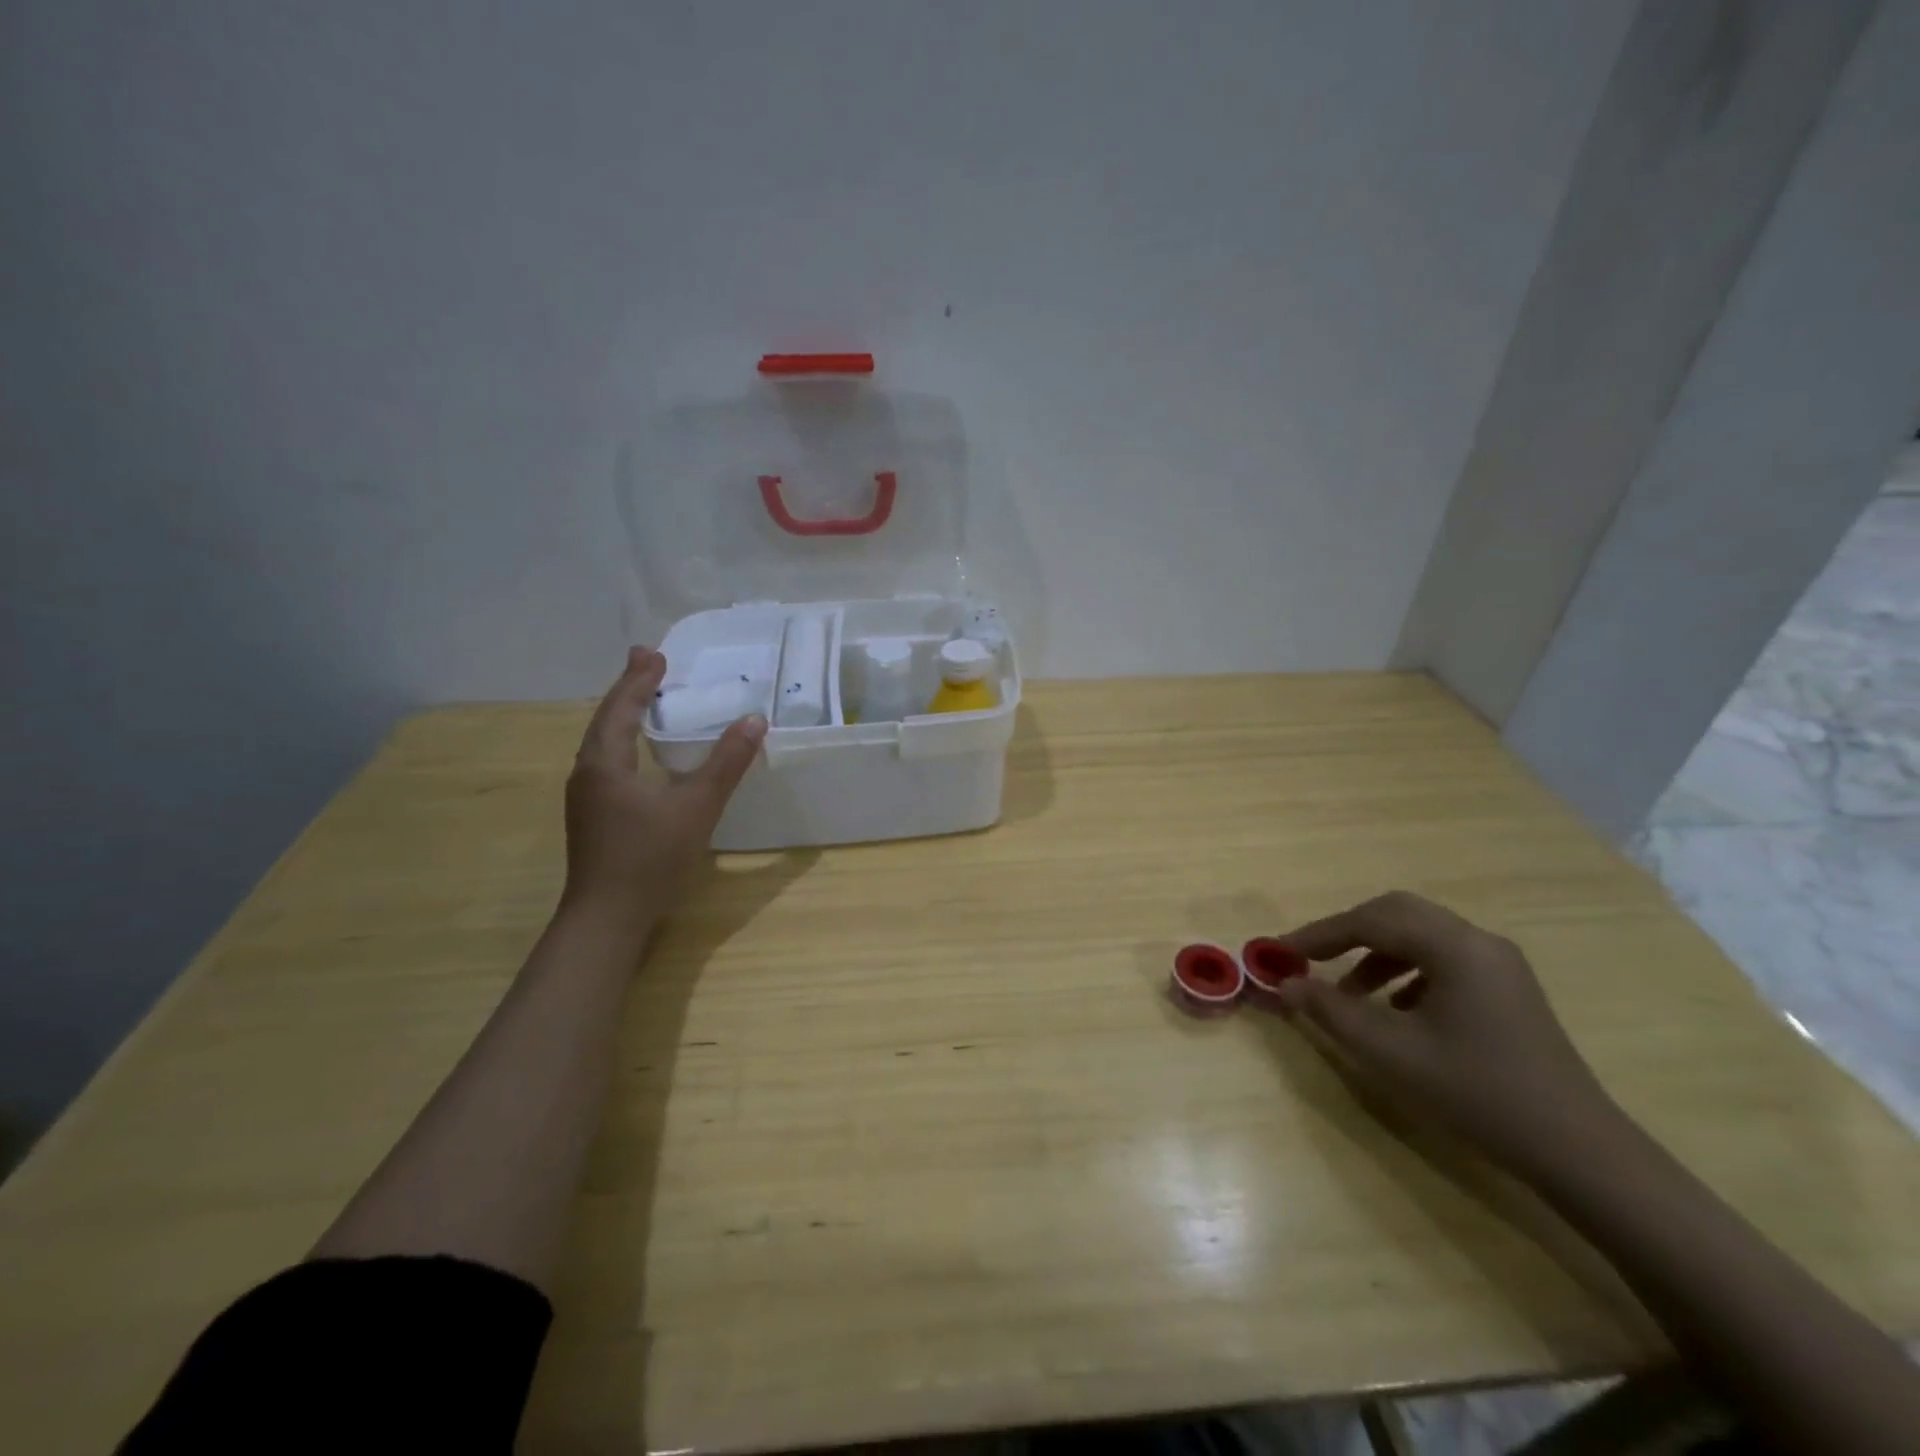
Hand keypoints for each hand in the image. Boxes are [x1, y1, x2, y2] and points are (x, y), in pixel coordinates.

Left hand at [562, 646, 765, 928]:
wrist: (607, 920)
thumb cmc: (649, 858)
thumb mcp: (696, 807)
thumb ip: (726, 764)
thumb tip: (754, 721)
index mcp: (604, 764)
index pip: (621, 708)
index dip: (639, 680)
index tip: (655, 653)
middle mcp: (588, 774)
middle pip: (607, 721)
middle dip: (629, 691)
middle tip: (650, 664)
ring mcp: (587, 799)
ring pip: (605, 744)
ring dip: (625, 717)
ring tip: (646, 700)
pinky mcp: (595, 819)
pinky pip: (609, 764)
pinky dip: (626, 744)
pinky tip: (642, 755)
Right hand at [1274, 891, 1622, 1174]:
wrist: (1580, 1152)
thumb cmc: (1478, 1094)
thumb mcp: (1391, 1053)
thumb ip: (1331, 1011)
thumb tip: (1286, 984)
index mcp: (1454, 947)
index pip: (1370, 920)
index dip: (1319, 933)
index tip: (1281, 953)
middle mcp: (1478, 941)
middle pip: (1397, 913)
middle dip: (1347, 932)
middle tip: (1311, 959)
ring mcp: (1499, 964)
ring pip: (1420, 935)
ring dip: (1376, 953)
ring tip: (1349, 993)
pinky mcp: (1508, 988)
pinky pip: (1443, 958)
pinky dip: (1406, 971)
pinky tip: (1396, 1009)